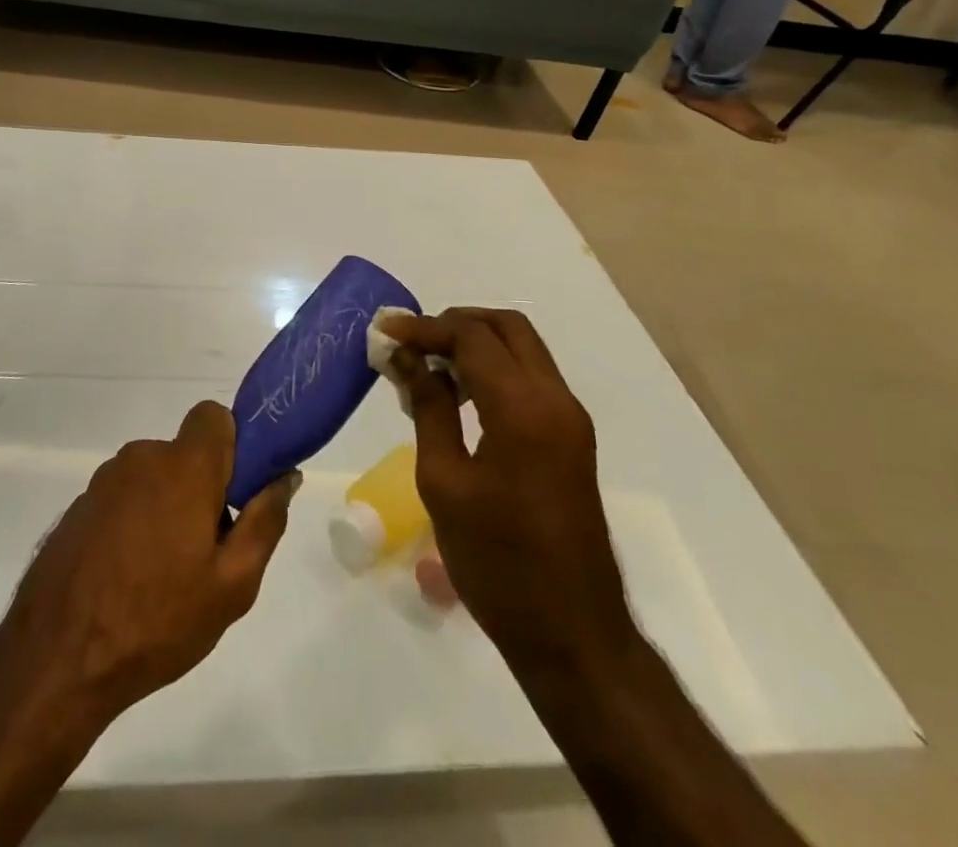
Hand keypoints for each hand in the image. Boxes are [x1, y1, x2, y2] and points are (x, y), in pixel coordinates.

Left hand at [0, 402, 297, 722]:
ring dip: (166, 508)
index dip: (232, 446)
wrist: (57, 660)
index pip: (214, 417)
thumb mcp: (232, 585)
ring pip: (154, 478)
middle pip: (185, 454)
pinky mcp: (78, 507)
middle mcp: (141, 458)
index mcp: (183, 466)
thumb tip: (285, 476)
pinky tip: (127, 577)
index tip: (236, 494)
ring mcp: (103, 481)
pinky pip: (123, 499)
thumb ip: (264, 521)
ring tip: (163, 574)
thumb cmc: (157, 620)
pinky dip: (134, 523)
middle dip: (202, 488)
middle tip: (205, 551)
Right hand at [378, 309, 635, 673]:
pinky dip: (494, 369)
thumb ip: (429, 408)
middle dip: (456, 323)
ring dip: (476, 344)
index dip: (425, 328)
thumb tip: (409, 359)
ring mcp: (570, 418)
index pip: (472, 337)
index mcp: (523, 409)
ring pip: (522, 348)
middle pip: (507, 326)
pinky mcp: (572, 436)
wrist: (573, 634)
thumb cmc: (497, 562)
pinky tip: (459, 397)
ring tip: (428, 369)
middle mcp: (555, 400)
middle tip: (412, 343)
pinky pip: (531, 378)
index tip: (385, 332)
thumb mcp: (444, 483)